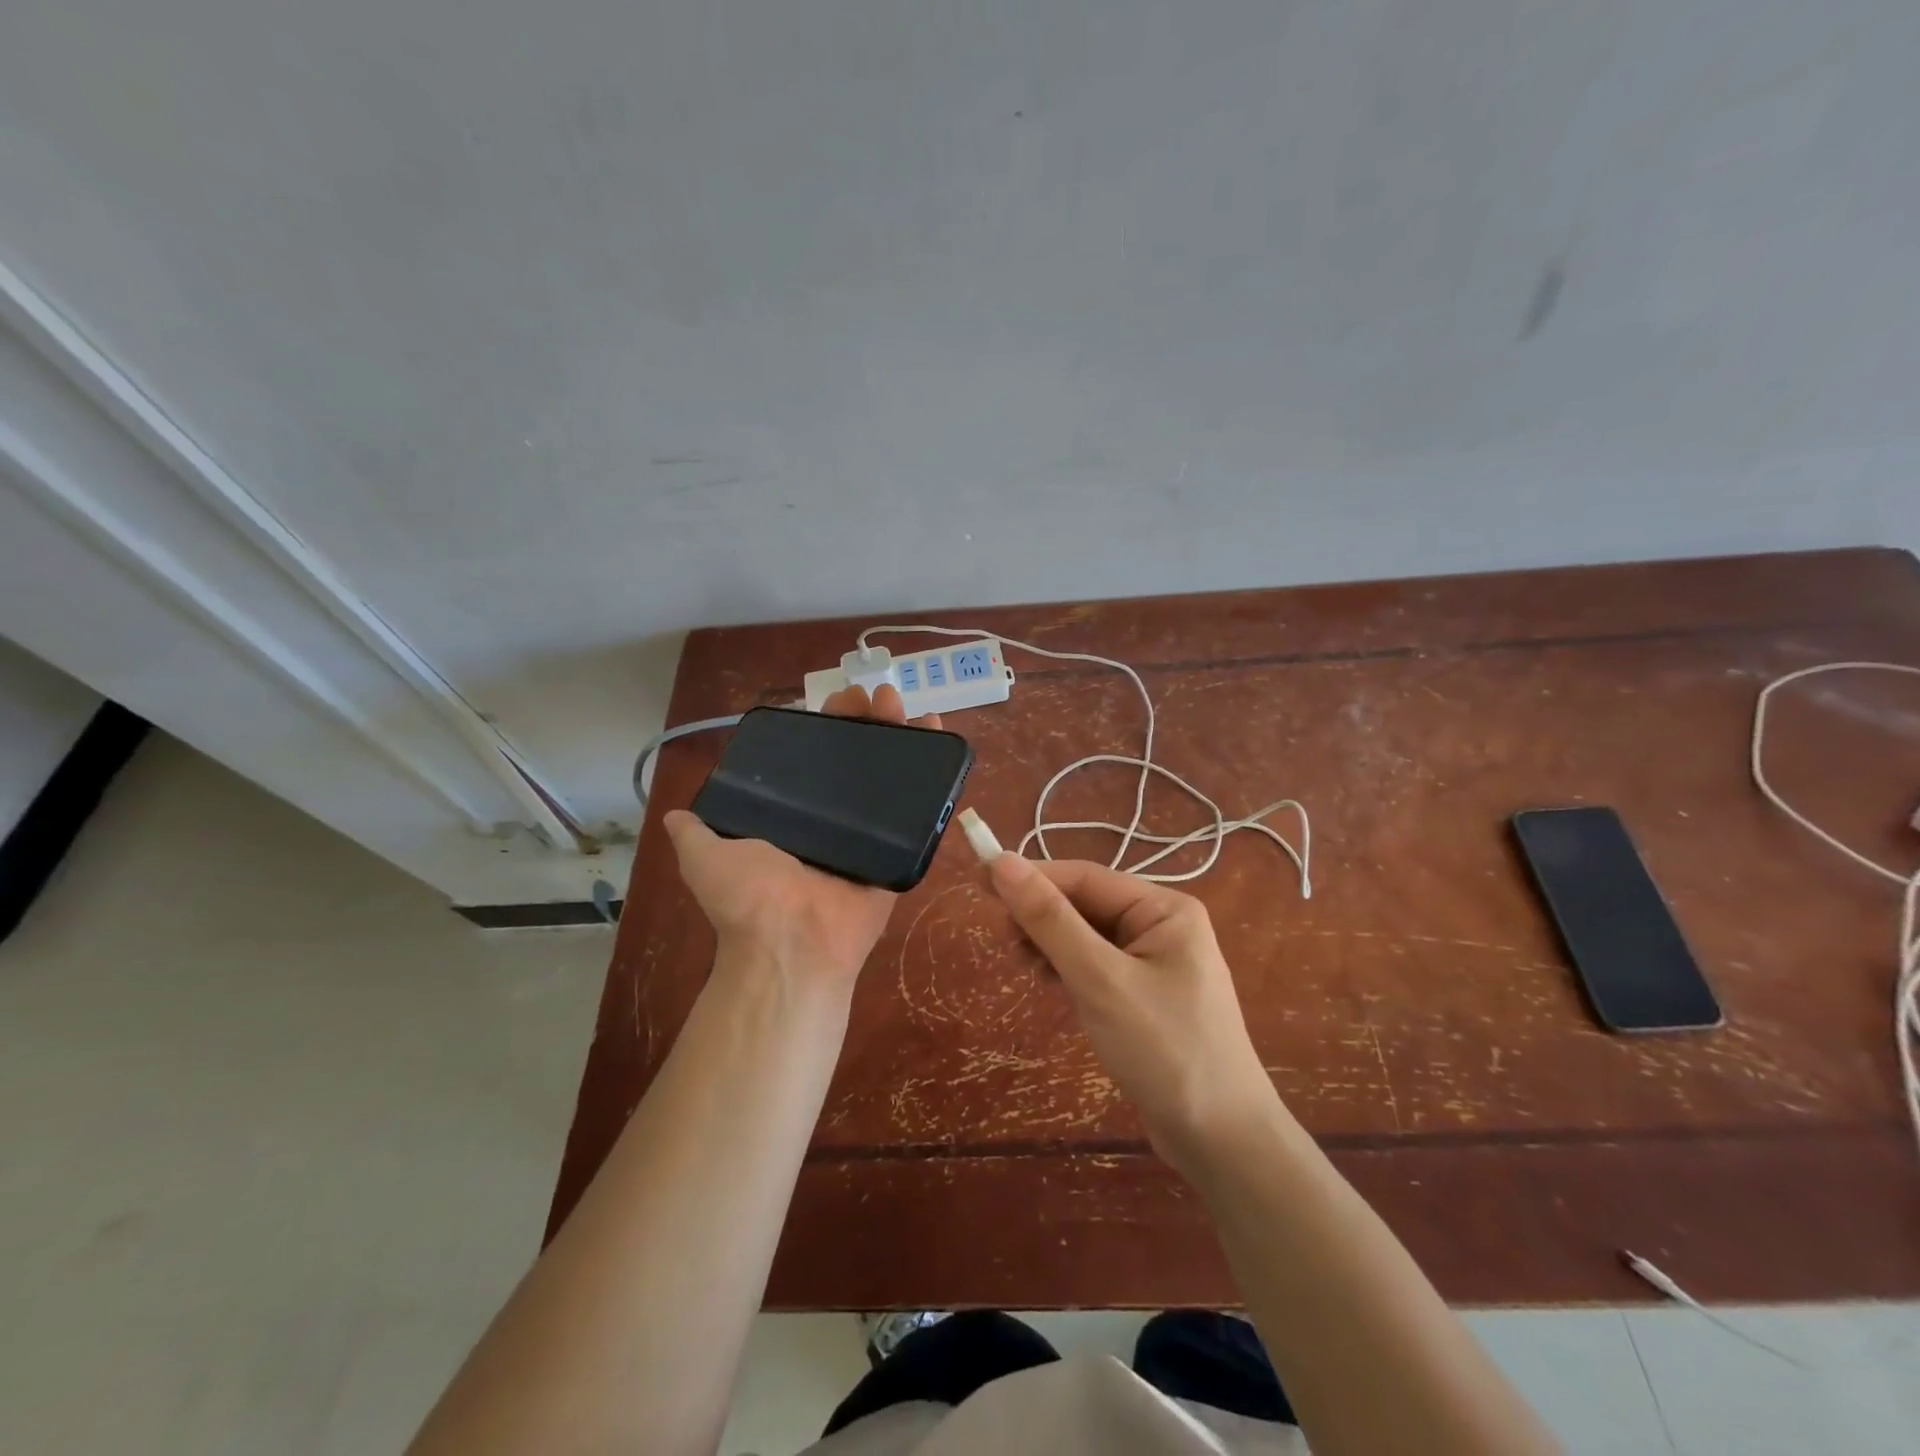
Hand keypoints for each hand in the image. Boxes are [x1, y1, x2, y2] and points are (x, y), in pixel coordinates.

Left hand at [664, 685, 942, 987]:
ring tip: (908, 705)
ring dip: (902, 737)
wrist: (792, 943)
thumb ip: (695, 831)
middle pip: (857, 760)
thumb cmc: (749, 897)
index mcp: (794, 817)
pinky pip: (920, 811)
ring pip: (891, 777)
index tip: (838, 700)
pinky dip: (935, 777)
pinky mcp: (900, 850)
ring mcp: (870, 836)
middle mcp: (833, 821)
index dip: (827, 726)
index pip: (814, 758)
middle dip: (868, 722)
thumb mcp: (705, 856)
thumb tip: (673, 816)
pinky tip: (939, 736)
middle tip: (877, 696)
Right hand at [987, 855, 1281, 1176]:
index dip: (1032, 876)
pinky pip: (1096, 965)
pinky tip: (1049, 983)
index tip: (980, 881)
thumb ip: (1050, 920)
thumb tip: (1002, 862)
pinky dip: (1068, 969)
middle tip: (1003, 940)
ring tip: (1023, 966)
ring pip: (1087, 935)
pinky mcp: (1146, 996)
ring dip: (1051, 944)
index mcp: (1164, 908)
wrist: (1223, 1143)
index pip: (1085, 878)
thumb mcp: (1100, 980)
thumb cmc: (1165, 1050)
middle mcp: (1163, 925)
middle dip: (1042, 917)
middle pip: (1086, 904)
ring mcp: (1157, 962)